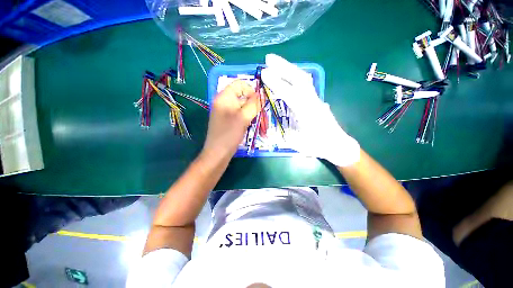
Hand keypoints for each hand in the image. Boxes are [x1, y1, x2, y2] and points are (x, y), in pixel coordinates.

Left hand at [202, 80, 259, 161]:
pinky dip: (247, 118)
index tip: (259, 102)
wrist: (218, 153)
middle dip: (253, 103)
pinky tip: (250, 125)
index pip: (239, 84)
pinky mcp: (228, 120)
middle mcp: (223, 102)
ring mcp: (225, 112)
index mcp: (224, 97)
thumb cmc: (229, 134)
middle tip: (260, 114)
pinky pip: (240, 114)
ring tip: (256, 122)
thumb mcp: (243, 118)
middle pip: (242, 95)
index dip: (251, 90)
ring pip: (242, 106)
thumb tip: (262, 94)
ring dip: (251, 112)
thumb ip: (254, 104)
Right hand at [261, 54, 359, 166]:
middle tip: (268, 58)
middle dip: (283, 67)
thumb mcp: (298, 145)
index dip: (276, 83)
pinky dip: (294, 75)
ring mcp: (316, 99)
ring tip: (276, 62)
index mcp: (307, 113)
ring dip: (289, 68)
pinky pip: (305, 83)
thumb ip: (282, 136)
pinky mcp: (316, 99)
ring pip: (303, 79)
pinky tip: (288, 74)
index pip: (290, 94)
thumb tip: (267, 132)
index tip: (264, 73)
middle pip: (299, 79)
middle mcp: (312, 102)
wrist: (337, 144)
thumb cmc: (318, 146)